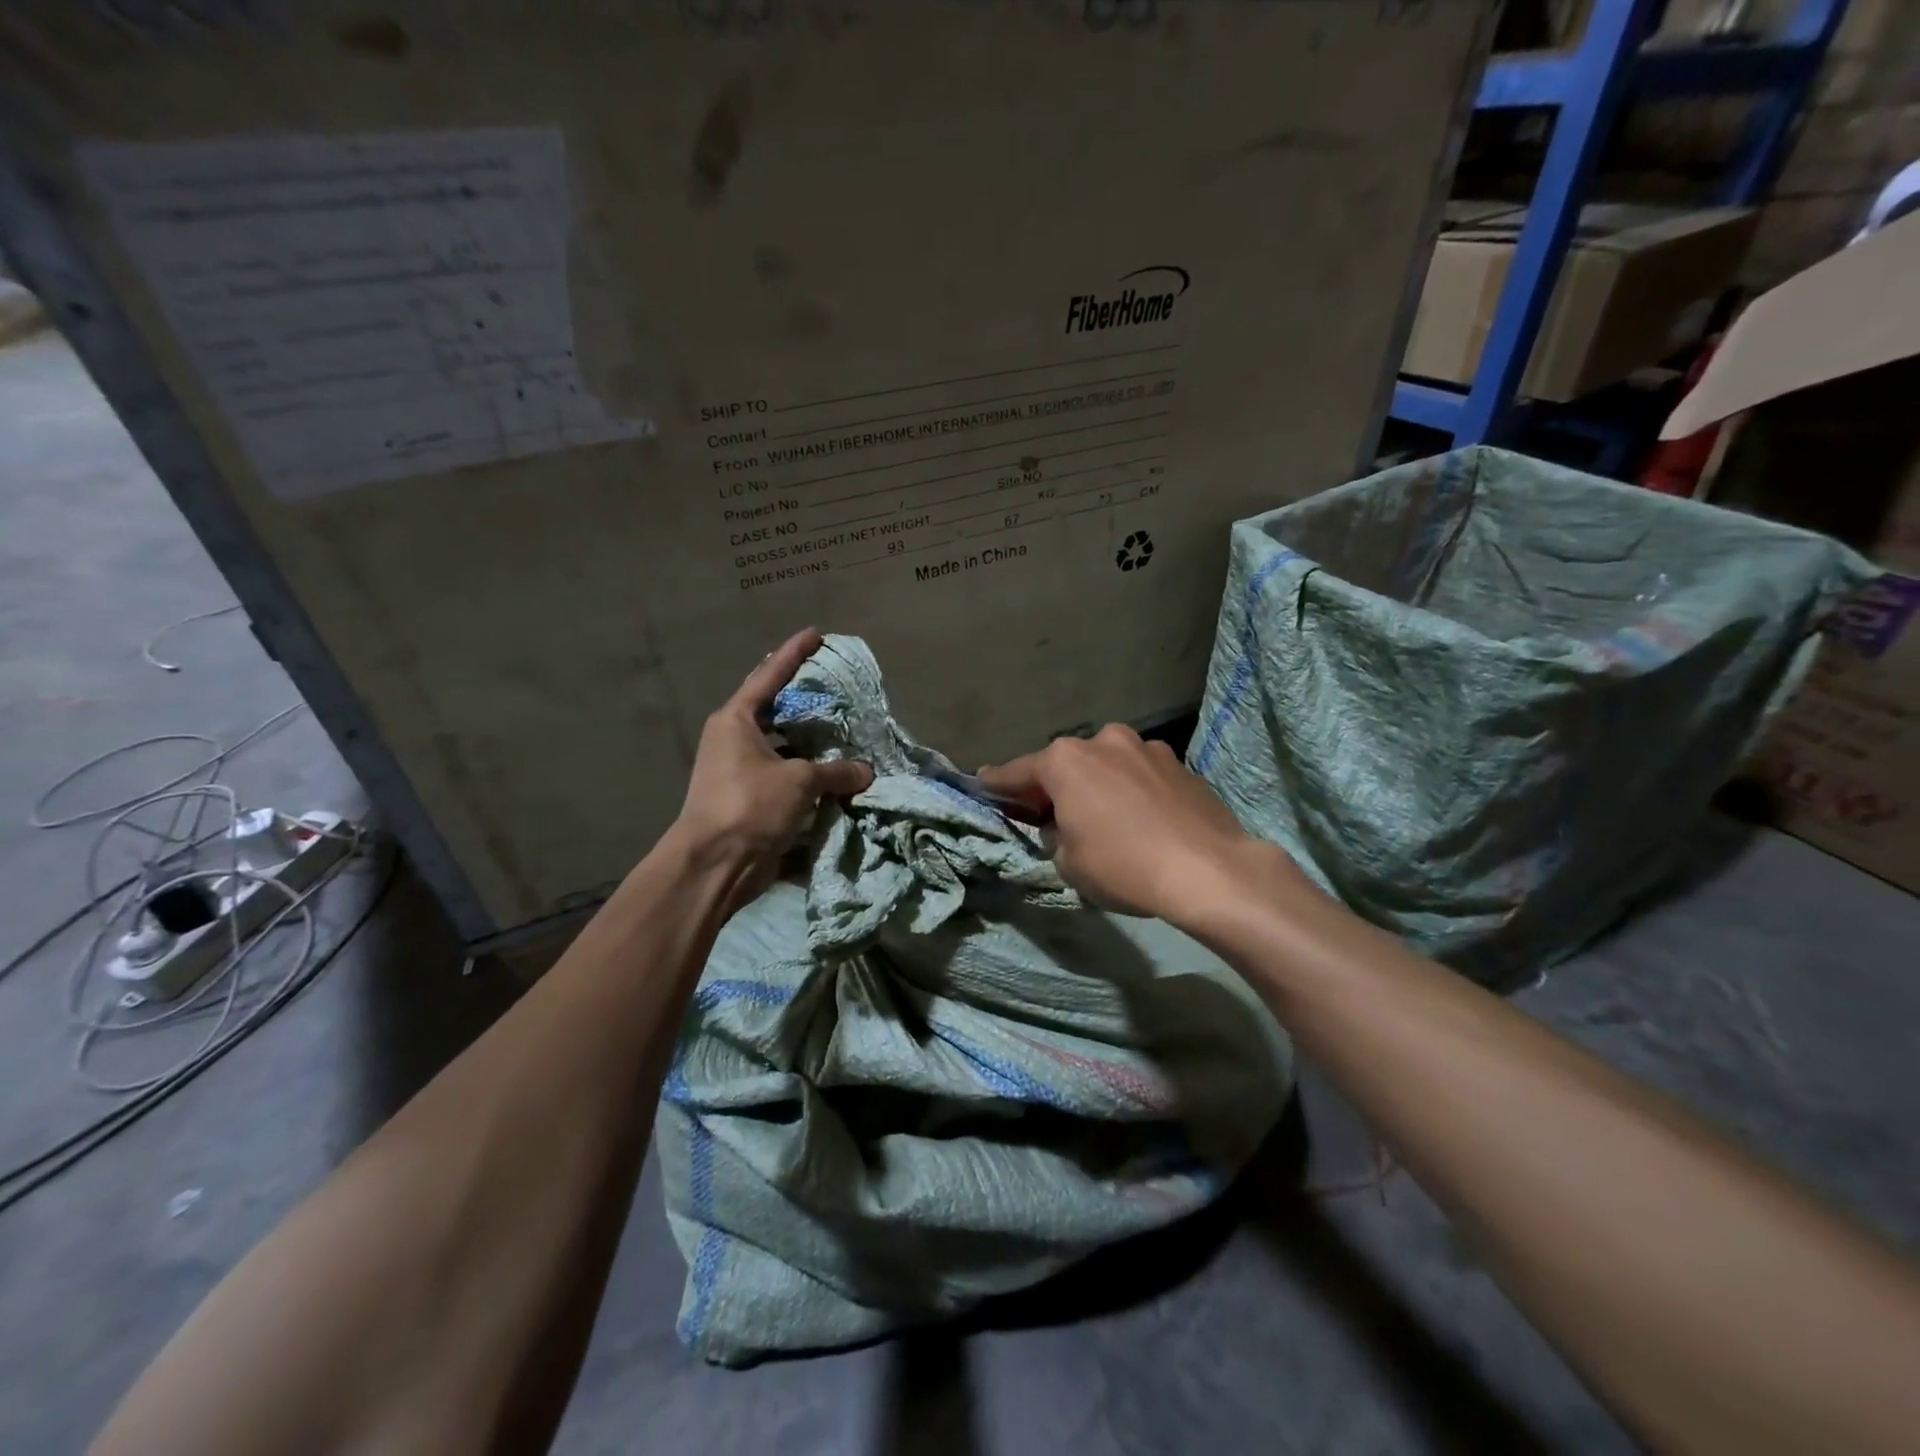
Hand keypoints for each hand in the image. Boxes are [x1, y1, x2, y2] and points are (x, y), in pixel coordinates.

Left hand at [673, 627, 872, 912]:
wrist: (714, 865)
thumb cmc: (750, 806)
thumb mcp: (799, 781)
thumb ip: (836, 771)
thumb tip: (866, 771)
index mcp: (736, 720)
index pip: (769, 676)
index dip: (794, 653)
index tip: (815, 633)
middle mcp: (734, 739)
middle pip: (774, 709)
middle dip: (803, 699)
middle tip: (835, 687)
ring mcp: (739, 770)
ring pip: (782, 746)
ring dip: (809, 742)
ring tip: (842, 731)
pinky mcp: (749, 799)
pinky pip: (784, 775)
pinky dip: (807, 774)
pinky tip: (834, 774)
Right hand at [977, 724, 1299, 922]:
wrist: (1209, 870)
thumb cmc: (1124, 866)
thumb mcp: (1068, 862)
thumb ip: (1055, 835)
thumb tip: (1064, 825)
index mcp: (1066, 760)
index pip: (1018, 772)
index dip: (998, 784)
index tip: (982, 785)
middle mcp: (1103, 741)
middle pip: (1065, 764)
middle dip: (1054, 785)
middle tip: (1048, 813)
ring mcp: (1146, 747)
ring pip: (1106, 765)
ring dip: (1097, 784)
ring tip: (1104, 818)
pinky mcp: (1179, 763)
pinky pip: (1140, 774)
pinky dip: (1131, 790)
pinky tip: (1141, 819)